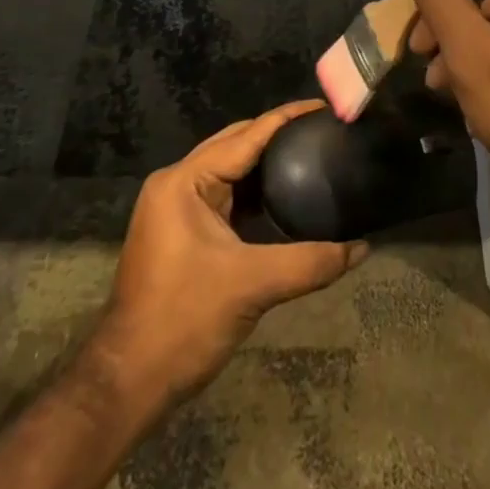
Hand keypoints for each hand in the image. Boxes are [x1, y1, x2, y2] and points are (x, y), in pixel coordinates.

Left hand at [92, 101, 367, 412]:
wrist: (128, 381)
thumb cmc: (184, 321)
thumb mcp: (252, 286)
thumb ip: (310, 262)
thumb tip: (361, 248)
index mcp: (185, 181)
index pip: (245, 135)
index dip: (287, 118)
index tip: (324, 107)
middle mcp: (177, 183)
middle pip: (236, 144)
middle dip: (278, 135)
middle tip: (323, 131)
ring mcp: (176, 208)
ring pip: (230, 170)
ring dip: (267, 163)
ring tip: (312, 154)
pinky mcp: (181, 231)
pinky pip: (225, 195)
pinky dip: (255, 190)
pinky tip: (286, 194)